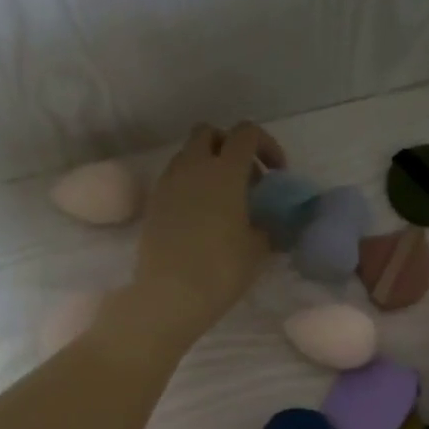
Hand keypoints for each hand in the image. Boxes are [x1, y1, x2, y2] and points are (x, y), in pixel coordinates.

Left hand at [128, 122, 275, 345]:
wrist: (169, 295)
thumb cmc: (221, 269)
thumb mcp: (257, 249)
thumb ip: (266, 226)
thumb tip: (265, 222)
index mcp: (225, 171)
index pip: (246, 133)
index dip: (266, 145)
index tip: (276, 174)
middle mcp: (193, 167)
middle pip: (210, 133)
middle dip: (229, 147)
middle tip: (245, 180)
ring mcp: (168, 183)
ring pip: (188, 155)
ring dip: (207, 166)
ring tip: (222, 201)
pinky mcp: (153, 204)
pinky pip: (174, 180)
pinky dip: (190, 187)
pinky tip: (200, 217)